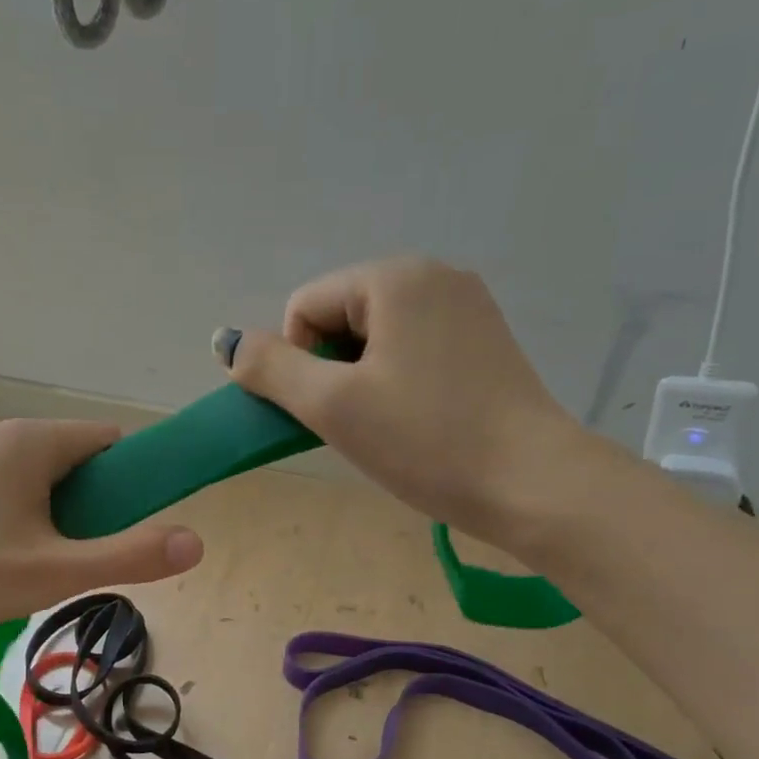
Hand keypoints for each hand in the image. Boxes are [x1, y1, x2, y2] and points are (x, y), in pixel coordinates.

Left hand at [0, 418, 203, 648]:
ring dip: (59, 513)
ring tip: (47, 564)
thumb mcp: (56, 572)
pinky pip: (7, 487)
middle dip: (94, 503)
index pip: (109, 440)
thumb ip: (129, 556)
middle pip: (75, 458)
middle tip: (87, 555)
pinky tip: (8, 559)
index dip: (134, 478)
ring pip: (40, 476)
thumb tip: (197, 542)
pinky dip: (25, 515)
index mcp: (28, 439)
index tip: (135, 524)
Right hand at [223, 257, 584, 542]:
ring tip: (390, 426)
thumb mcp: (332, 406)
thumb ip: (269, 369)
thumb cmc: (426, 441)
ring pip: (375, 338)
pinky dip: (397, 382)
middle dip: (332, 372)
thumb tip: (226, 342)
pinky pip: (412, 349)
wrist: (532, 484)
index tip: (331, 409)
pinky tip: (418, 420)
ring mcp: (467, 306)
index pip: (304, 307)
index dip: (299, 363)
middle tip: (359, 423)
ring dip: (362, 382)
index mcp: (395, 277)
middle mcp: (435, 275)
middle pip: (340, 318)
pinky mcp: (484, 341)